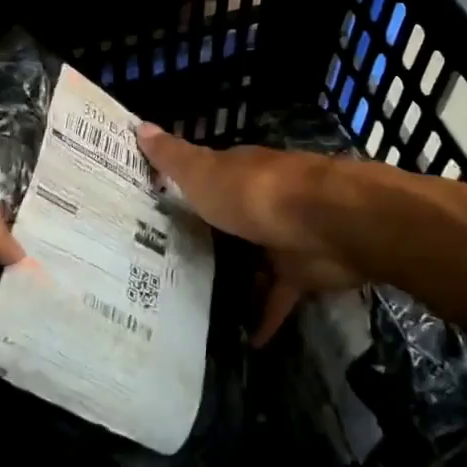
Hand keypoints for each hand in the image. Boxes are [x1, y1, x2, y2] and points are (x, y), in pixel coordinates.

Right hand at [137, 124, 363, 343]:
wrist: (327, 223)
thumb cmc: (256, 194)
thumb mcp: (204, 174)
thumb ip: (174, 158)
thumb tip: (140, 125)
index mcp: (238, 173)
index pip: (207, 176)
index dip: (184, 188)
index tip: (156, 208)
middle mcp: (260, 200)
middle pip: (230, 219)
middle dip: (208, 238)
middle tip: (167, 266)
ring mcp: (282, 236)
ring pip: (254, 258)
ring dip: (235, 278)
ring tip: (197, 307)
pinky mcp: (301, 271)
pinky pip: (278, 297)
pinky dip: (265, 317)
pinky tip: (247, 341)